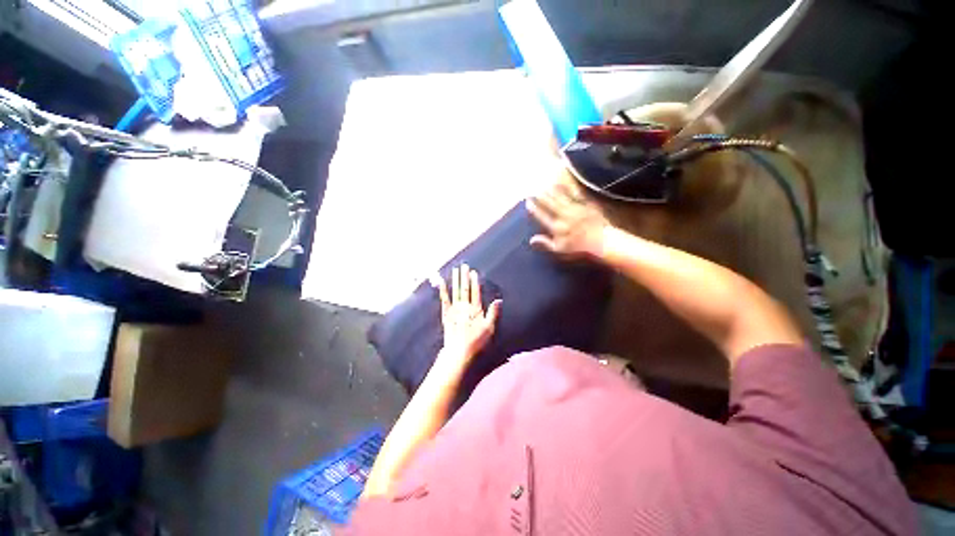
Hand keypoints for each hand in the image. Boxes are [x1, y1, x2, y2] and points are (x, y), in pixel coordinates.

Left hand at [433, 264, 501, 361]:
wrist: (458, 352)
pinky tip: (442, 283)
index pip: (475, 292)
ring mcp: (454, 310)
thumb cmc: (476, 342)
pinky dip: (443, 291)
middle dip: (464, 277)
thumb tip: (499, 300)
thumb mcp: (489, 329)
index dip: (474, 281)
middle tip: (464, 265)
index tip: (473, 272)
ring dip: (456, 280)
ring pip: (455, 291)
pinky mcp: (446, 314)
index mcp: (475, 309)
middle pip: (465, 289)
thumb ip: (493, 313)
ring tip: (455, 270)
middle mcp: (464, 307)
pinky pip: (444, 300)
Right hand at [526, 181, 611, 258]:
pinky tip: (563, 183)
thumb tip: (531, 240)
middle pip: (550, 204)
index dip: (534, 209)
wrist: (603, 241)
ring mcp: (575, 209)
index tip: (528, 202)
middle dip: (541, 197)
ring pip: (561, 197)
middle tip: (534, 190)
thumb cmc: (579, 248)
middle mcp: (564, 216)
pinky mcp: (586, 204)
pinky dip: (568, 188)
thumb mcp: (560, 249)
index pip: (542, 216)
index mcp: (557, 227)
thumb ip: (545, 243)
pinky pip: (575, 194)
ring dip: (552, 191)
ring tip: (545, 185)